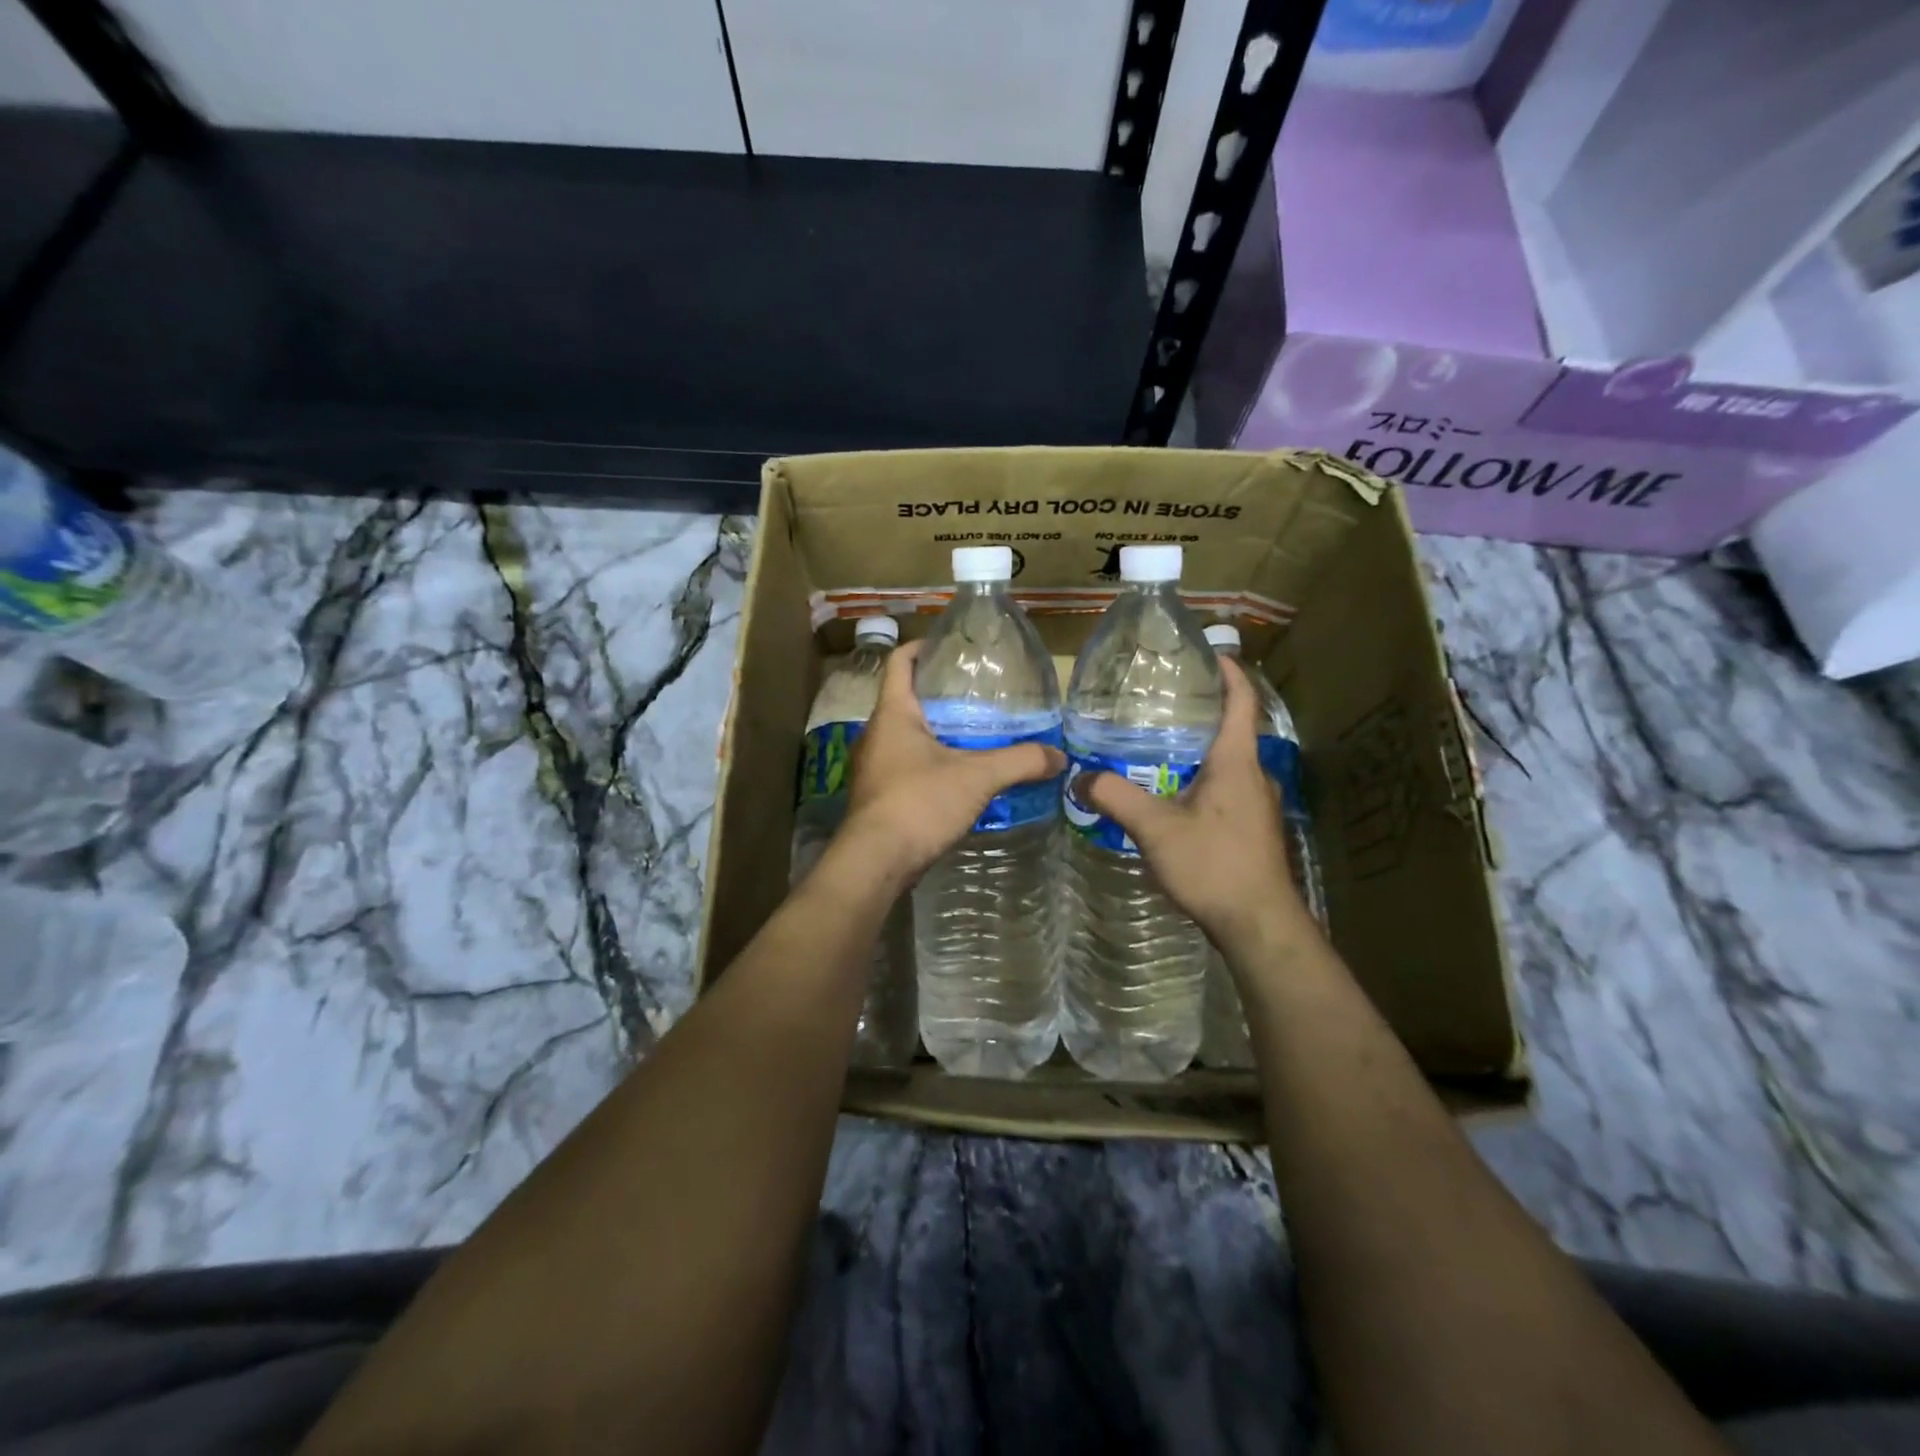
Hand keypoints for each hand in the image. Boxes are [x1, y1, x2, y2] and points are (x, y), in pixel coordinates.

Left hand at [838, 641, 1066, 882]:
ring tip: (970, 733)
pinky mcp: (876, 795)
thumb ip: (1020, 762)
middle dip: (934, 693)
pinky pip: (902, 765)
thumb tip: (1060, 756)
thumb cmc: (919, 803)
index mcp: (893, 714)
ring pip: (902, 735)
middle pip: (902, 699)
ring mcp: (871, 767)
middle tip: (973, 692)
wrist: (875, 861)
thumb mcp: (977, 778)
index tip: (946, 644)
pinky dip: (927, 761)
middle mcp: (875, 734)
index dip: (919, 647)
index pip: (899, 663)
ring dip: (931, 731)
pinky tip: (954, 775)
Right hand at [1080, 656, 1311, 957]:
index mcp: (1236, 762)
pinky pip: (1225, 788)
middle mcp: (1253, 775)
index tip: (1210, 653)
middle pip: (1231, 730)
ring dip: (1198, 750)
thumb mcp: (1156, 829)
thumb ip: (1116, 798)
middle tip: (1160, 702)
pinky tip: (1171, 795)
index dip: (1230, 674)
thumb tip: (1079, 777)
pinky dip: (1200, 778)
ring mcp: (1256, 804)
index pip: (1241, 703)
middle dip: (1201, 712)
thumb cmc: (1214, 865)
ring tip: (1156, 746)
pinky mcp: (1251, 828)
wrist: (1259, 924)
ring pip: (1227, 763)